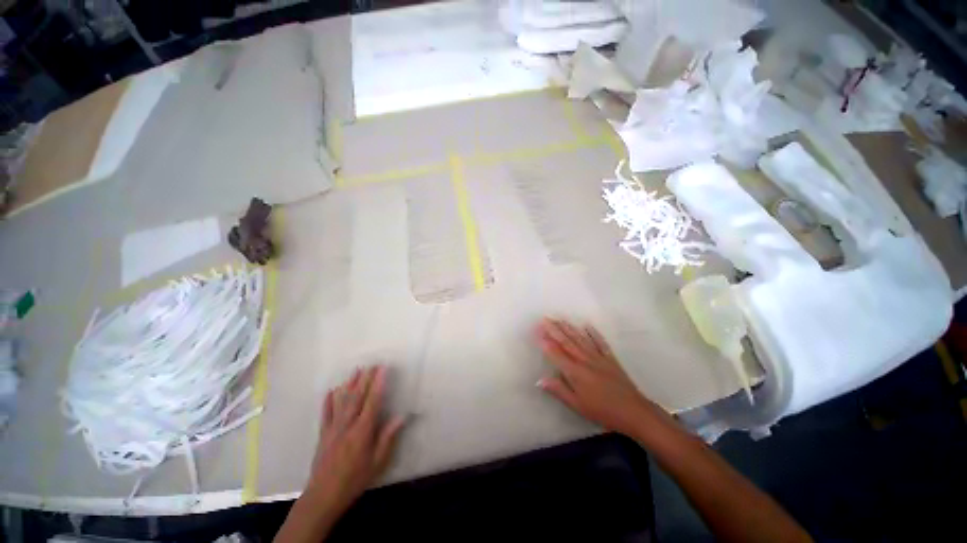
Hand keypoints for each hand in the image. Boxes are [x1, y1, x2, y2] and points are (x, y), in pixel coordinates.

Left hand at [308, 366, 405, 511]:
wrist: (323, 496)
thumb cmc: (355, 479)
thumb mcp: (377, 462)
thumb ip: (388, 438)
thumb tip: (401, 416)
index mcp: (362, 431)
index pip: (372, 401)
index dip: (378, 384)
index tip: (383, 369)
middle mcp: (347, 425)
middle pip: (357, 397)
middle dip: (365, 379)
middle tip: (372, 364)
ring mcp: (333, 428)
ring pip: (342, 401)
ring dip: (349, 384)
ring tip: (356, 370)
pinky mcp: (323, 434)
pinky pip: (326, 414)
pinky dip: (329, 401)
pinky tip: (332, 391)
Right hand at [536, 318, 671, 440]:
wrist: (634, 411)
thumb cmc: (602, 411)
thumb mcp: (577, 405)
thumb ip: (559, 390)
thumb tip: (539, 380)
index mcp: (575, 372)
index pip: (556, 353)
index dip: (545, 341)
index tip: (537, 330)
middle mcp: (584, 360)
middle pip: (567, 342)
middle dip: (554, 329)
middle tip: (545, 318)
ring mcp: (598, 357)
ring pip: (580, 339)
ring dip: (569, 328)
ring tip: (559, 318)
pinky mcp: (610, 358)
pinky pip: (600, 342)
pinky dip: (593, 333)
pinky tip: (587, 325)